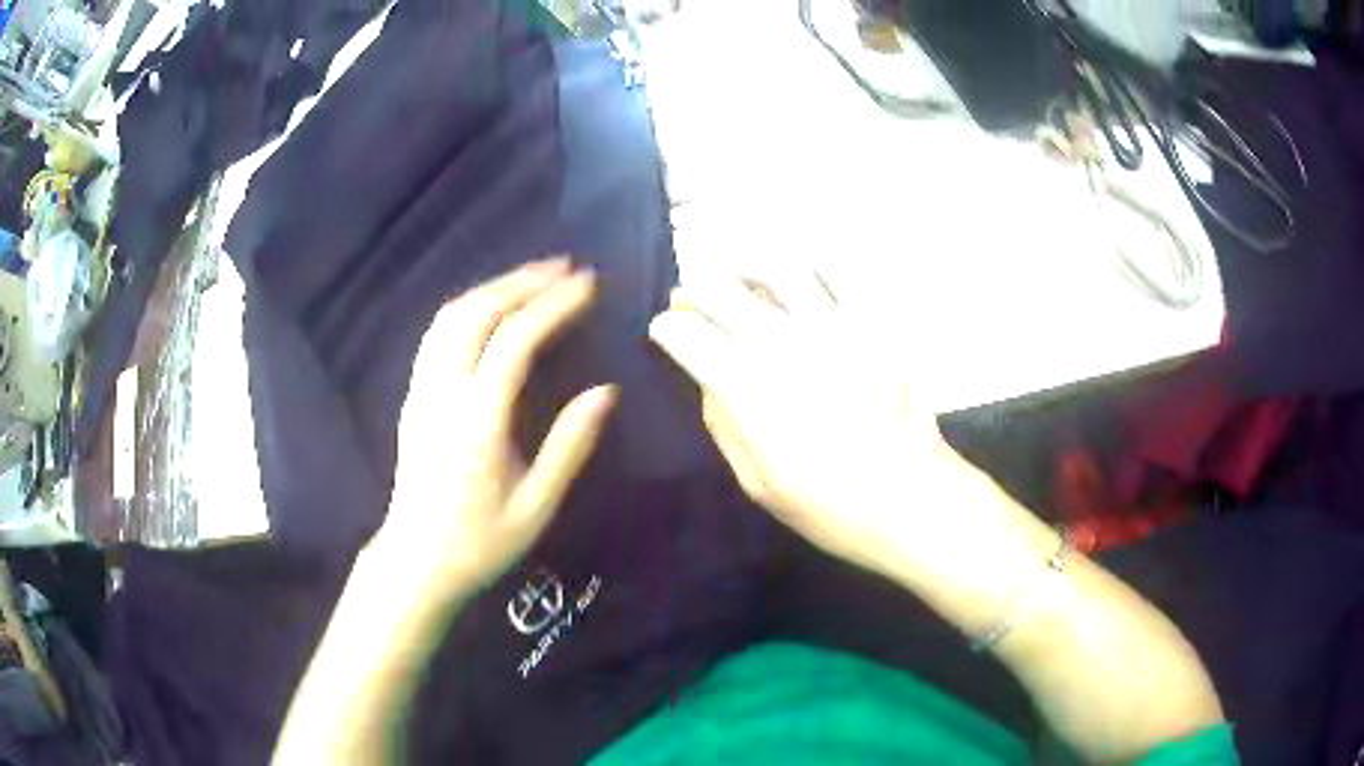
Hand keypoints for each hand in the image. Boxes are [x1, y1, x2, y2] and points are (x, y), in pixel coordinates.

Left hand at [377, 258, 616, 590]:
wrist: (416, 561)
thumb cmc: (480, 541)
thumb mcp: (536, 506)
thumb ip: (570, 446)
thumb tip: (606, 392)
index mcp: (478, 420)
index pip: (516, 340)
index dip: (553, 305)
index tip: (588, 283)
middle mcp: (443, 392)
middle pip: (477, 313)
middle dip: (522, 281)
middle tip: (565, 266)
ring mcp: (422, 390)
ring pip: (451, 317)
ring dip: (493, 287)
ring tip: (533, 277)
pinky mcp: (413, 396)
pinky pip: (437, 334)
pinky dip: (469, 307)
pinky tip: (491, 308)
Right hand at [648, 275, 971, 579]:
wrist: (912, 499)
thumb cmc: (831, 506)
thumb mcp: (758, 483)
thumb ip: (724, 425)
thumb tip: (709, 379)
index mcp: (748, 388)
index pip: (687, 336)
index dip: (666, 329)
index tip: (663, 332)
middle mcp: (783, 343)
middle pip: (720, 290)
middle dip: (693, 290)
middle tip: (689, 300)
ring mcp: (832, 326)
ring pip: (774, 268)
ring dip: (743, 267)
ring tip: (738, 277)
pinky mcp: (872, 323)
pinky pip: (835, 274)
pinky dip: (808, 267)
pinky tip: (799, 279)